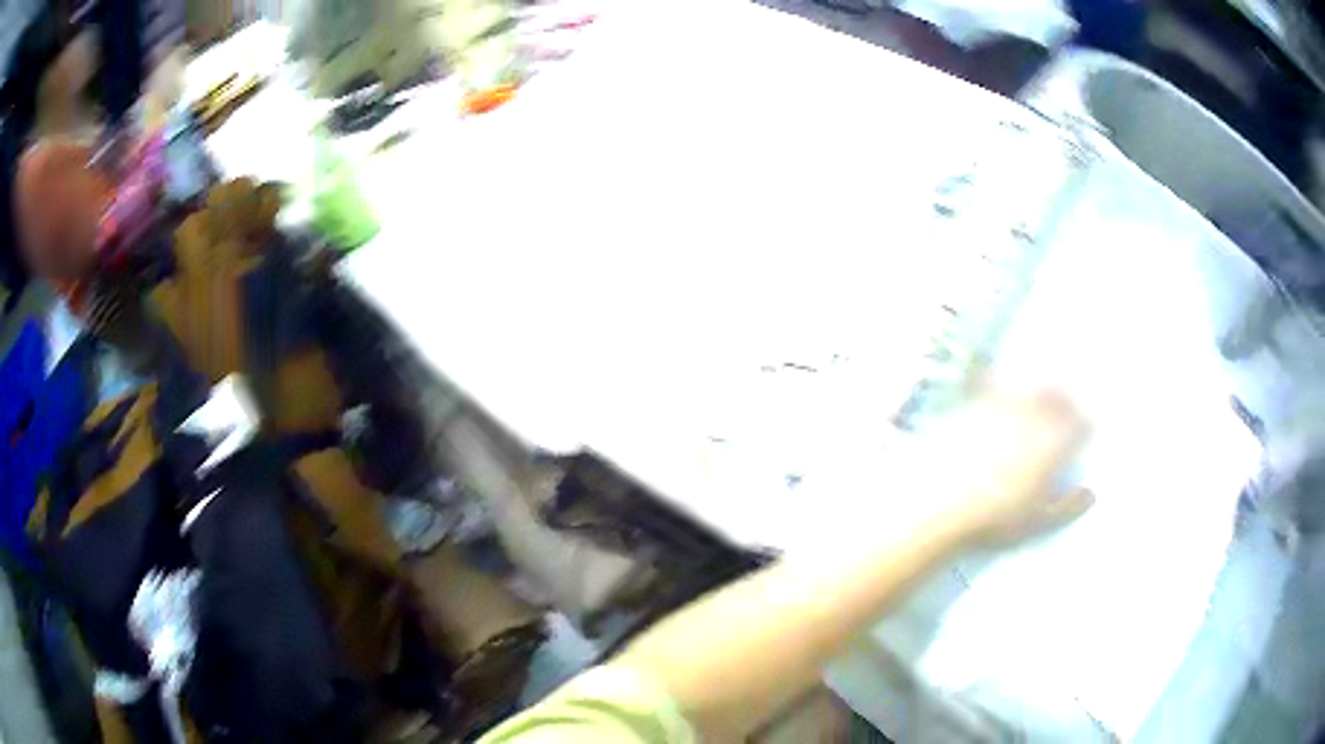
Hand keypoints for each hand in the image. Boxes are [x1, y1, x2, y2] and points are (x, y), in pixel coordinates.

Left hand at [936, 386, 1093, 545]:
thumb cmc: (995, 520)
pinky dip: (992, 375)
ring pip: (1027, 387)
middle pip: (1056, 399)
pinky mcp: (972, 405)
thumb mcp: (1038, 523)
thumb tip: (1091, 493)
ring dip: (1037, 387)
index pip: (1080, 425)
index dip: (1085, 425)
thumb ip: (1068, 507)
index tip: (1085, 429)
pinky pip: (986, 381)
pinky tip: (991, 371)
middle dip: (1064, 400)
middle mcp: (1033, 419)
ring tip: (1040, 390)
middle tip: (1067, 403)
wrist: (941, 504)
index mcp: (1053, 445)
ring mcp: (1002, 408)